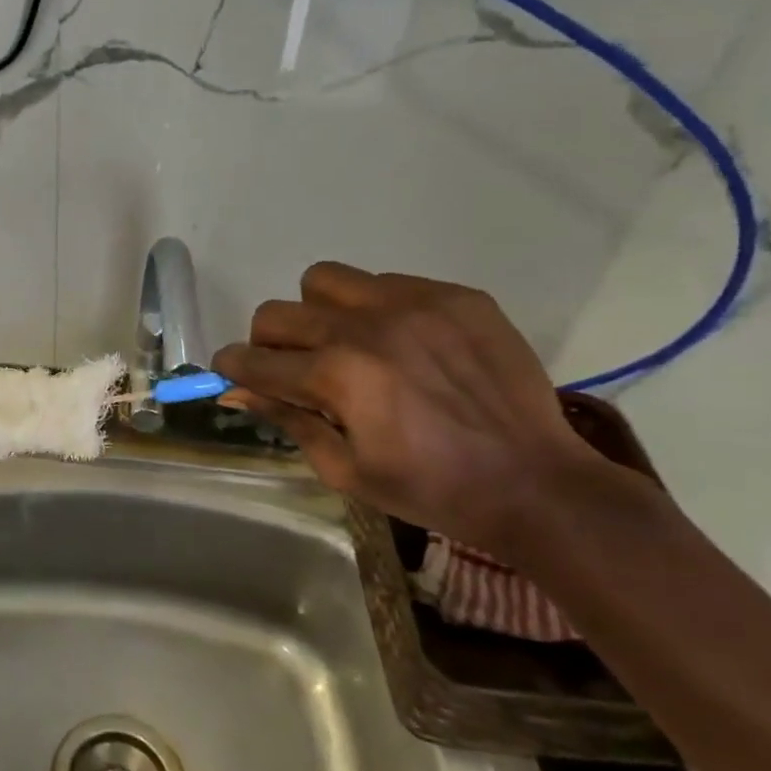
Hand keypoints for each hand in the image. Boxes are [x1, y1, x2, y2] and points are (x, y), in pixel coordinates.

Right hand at [212, 263, 612, 558]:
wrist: (538, 485)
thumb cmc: (431, 489)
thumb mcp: (344, 469)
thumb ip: (286, 419)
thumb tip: (235, 391)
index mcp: (336, 375)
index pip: (250, 358)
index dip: (231, 369)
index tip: (235, 377)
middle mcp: (365, 327)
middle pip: (276, 313)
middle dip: (269, 344)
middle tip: (295, 370)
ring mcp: (414, 304)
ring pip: (326, 280)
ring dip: (319, 312)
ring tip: (347, 344)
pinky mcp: (455, 296)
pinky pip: (387, 281)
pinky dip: (377, 309)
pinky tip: (405, 345)